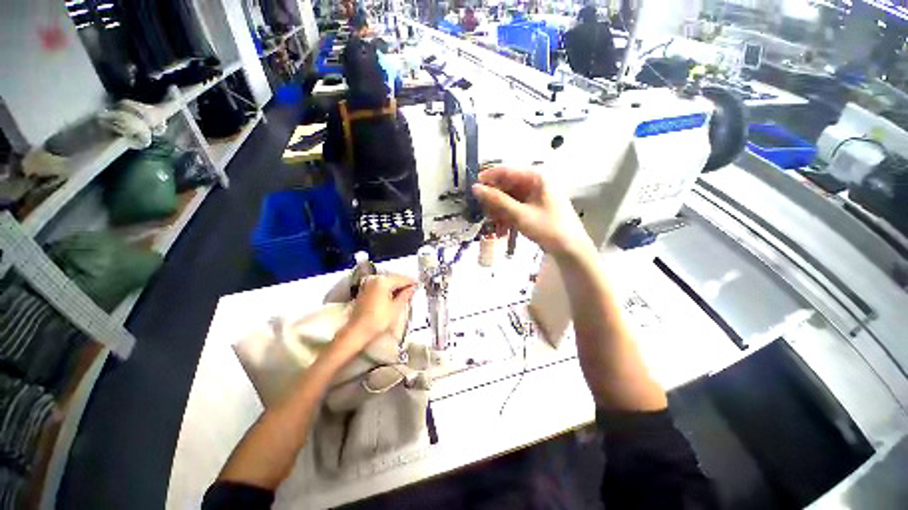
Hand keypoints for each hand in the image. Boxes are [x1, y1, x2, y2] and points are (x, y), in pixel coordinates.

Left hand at [336, 274, 416, 354]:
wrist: (357, 332)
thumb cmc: (378, 320)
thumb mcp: (396, 308)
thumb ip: (405, 295)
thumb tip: (412, 288)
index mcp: (383, 281)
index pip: (402, 279)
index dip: (412, 282)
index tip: (419, 284)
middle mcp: (374, 279)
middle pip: (394, 278)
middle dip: (404, 283)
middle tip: (413, 289)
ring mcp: (368, 284)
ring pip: (387, 282)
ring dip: (396, 286)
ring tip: (405, 293)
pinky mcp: (364, 290)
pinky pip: (380, 285)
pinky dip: (388, 289)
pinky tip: (393, 295)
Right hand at [472, 167, 593, 258]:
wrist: (570, 249)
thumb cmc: (548, 228)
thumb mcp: (520, 214)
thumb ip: (497, 200)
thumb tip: (475, 188)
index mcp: (536, 176)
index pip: (506, 171)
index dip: (488, 178)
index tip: (472, 188)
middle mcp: (536, 182)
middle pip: (507, 185)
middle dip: (494, 200)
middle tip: (482, 212)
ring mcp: (535, 195)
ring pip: (509, 198)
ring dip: (499, 211)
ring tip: (493, 225)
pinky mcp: (534, 207)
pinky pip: (515, 207)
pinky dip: (507, 217)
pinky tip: (502, 230)